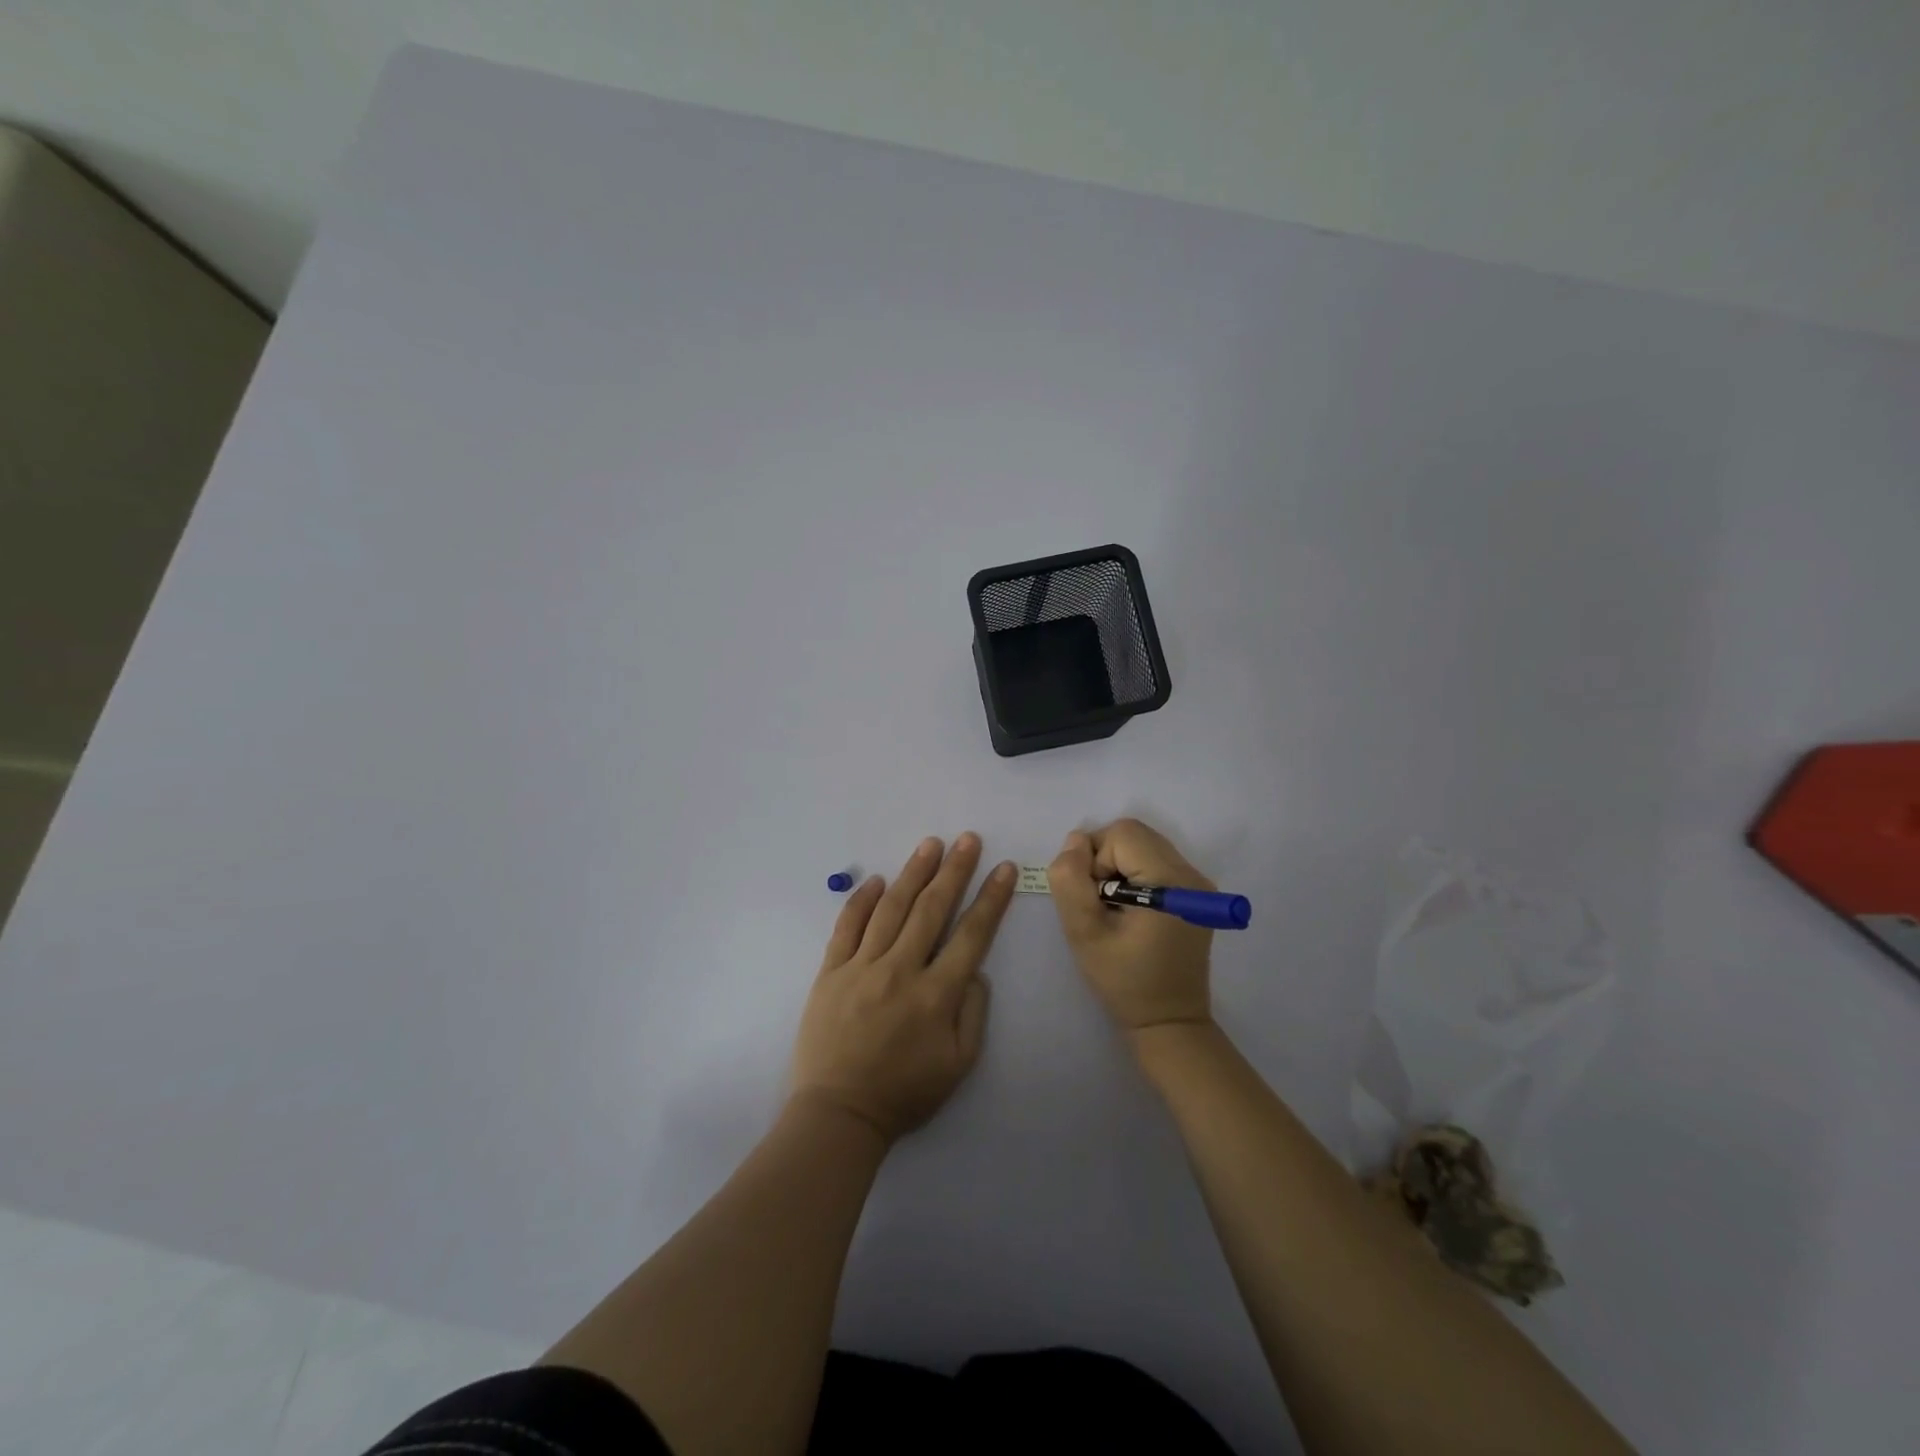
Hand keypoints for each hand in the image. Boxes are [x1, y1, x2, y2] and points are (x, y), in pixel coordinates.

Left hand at [792, 834, 1015, 1142]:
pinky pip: (847, 927)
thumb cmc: (905, 1093)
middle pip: (932, 909)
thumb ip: (973, 1013)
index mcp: (937, 995)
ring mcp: (862, 967)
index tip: (1002, 869)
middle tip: (968, 840)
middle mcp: (901, 970)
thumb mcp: (958, 1065)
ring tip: (930, 845)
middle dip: (954, 871)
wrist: (839, 1114)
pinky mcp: (830, 972)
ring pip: (892, 909)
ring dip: (914, 873)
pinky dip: (862, 900)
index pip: (971, 935)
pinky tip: (878, 880)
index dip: (990, 899)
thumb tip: (974, 969)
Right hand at [1048, 818, 1214, 1034]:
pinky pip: (1154, 862)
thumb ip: (1070, 880)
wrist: (1169, 1022)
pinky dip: (1133, 875)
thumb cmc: (1124, 981)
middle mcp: (1191, 874)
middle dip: (1105, 859)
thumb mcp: (1084, 933)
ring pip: (1143, 845)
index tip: (1093, 898)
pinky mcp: (1194, 894)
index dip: (1095, 858)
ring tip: (1114, 908)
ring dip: (1118, 867)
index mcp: (1170, 881)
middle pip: (1134, 834)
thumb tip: (1074, 841)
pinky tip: (1130, 911)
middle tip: (1099, 901)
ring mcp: (1197, 883)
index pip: (1122, 834)